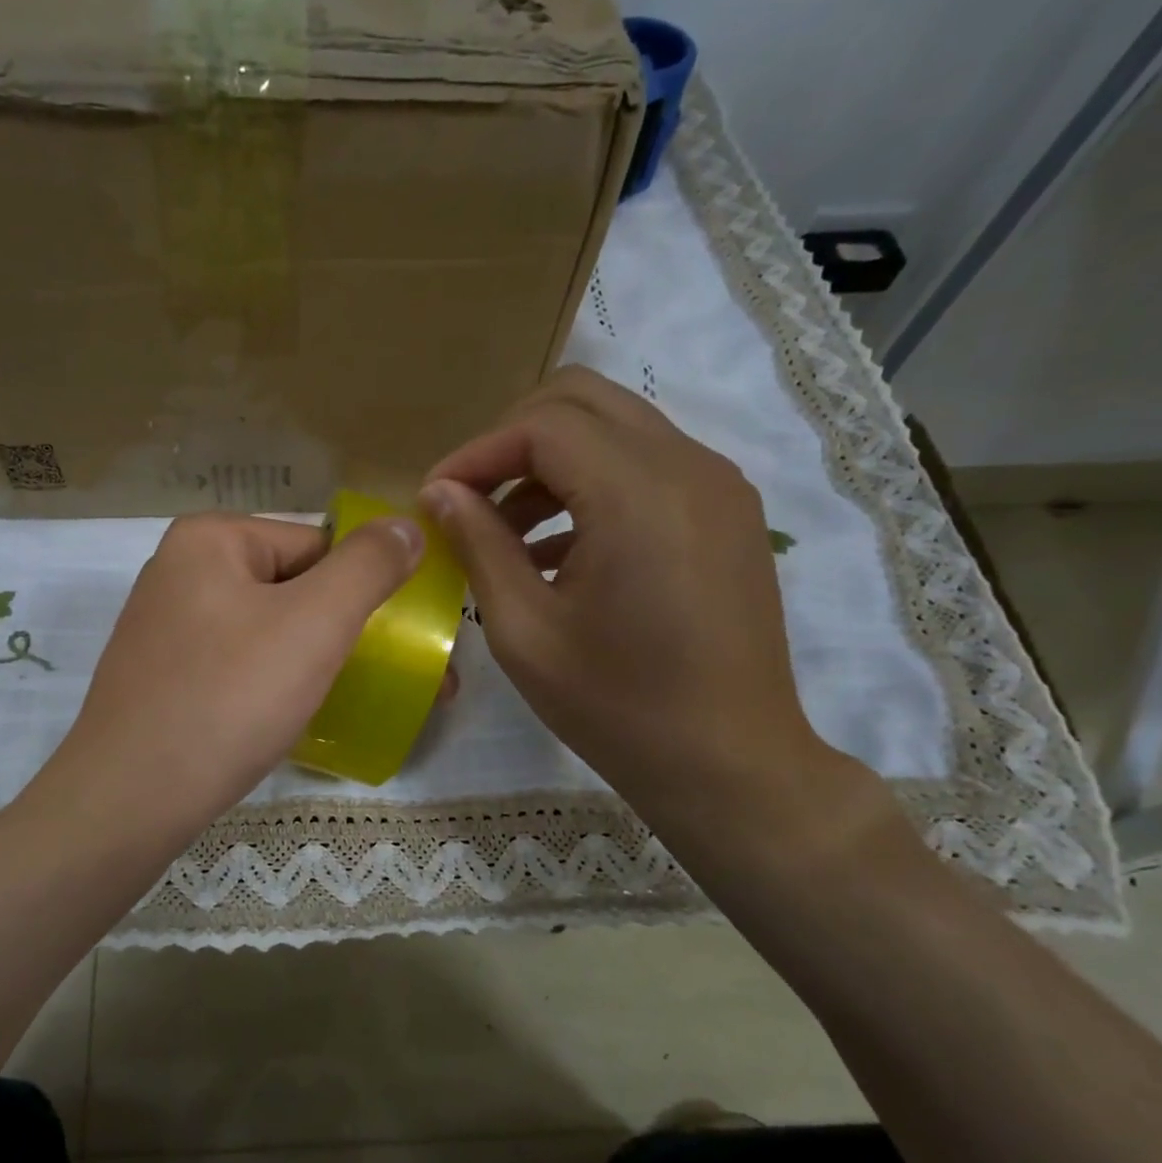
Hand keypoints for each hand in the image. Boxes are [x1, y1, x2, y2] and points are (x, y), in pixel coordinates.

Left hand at [45, 511, 421, 840]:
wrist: (130, 799)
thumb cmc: (229, 698)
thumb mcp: (315, 623)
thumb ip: (368, 566)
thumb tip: (405, 526)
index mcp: (210, 539)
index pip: (317, 546)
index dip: (365, 590)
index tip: (402, 641)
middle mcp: (180, 572)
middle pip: (292, 588)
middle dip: (346, 632)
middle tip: (393, 678)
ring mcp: (165, 628)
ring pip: (266, 632)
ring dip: (314, 662)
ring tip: (352, 702)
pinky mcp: (161, 678)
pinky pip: (236, 666)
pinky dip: (272, 685)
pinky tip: (292, 718)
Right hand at [418, 366, 839, 823]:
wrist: (727, 763)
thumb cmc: (615, 706)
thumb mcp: (524, 630)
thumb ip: (478, 545)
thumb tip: (439, 492)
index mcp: (639, 495)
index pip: (542, 425)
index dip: (476, 453)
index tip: (434, 498)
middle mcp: (689, 467)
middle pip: (582, 400)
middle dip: (511, 439)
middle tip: (468, 497)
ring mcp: (717, 486)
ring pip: (615, 427)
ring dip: (550, 461)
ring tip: (503, 531)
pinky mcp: (725, 512)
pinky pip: (646, 464)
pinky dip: (591, 483)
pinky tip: (556, 548)